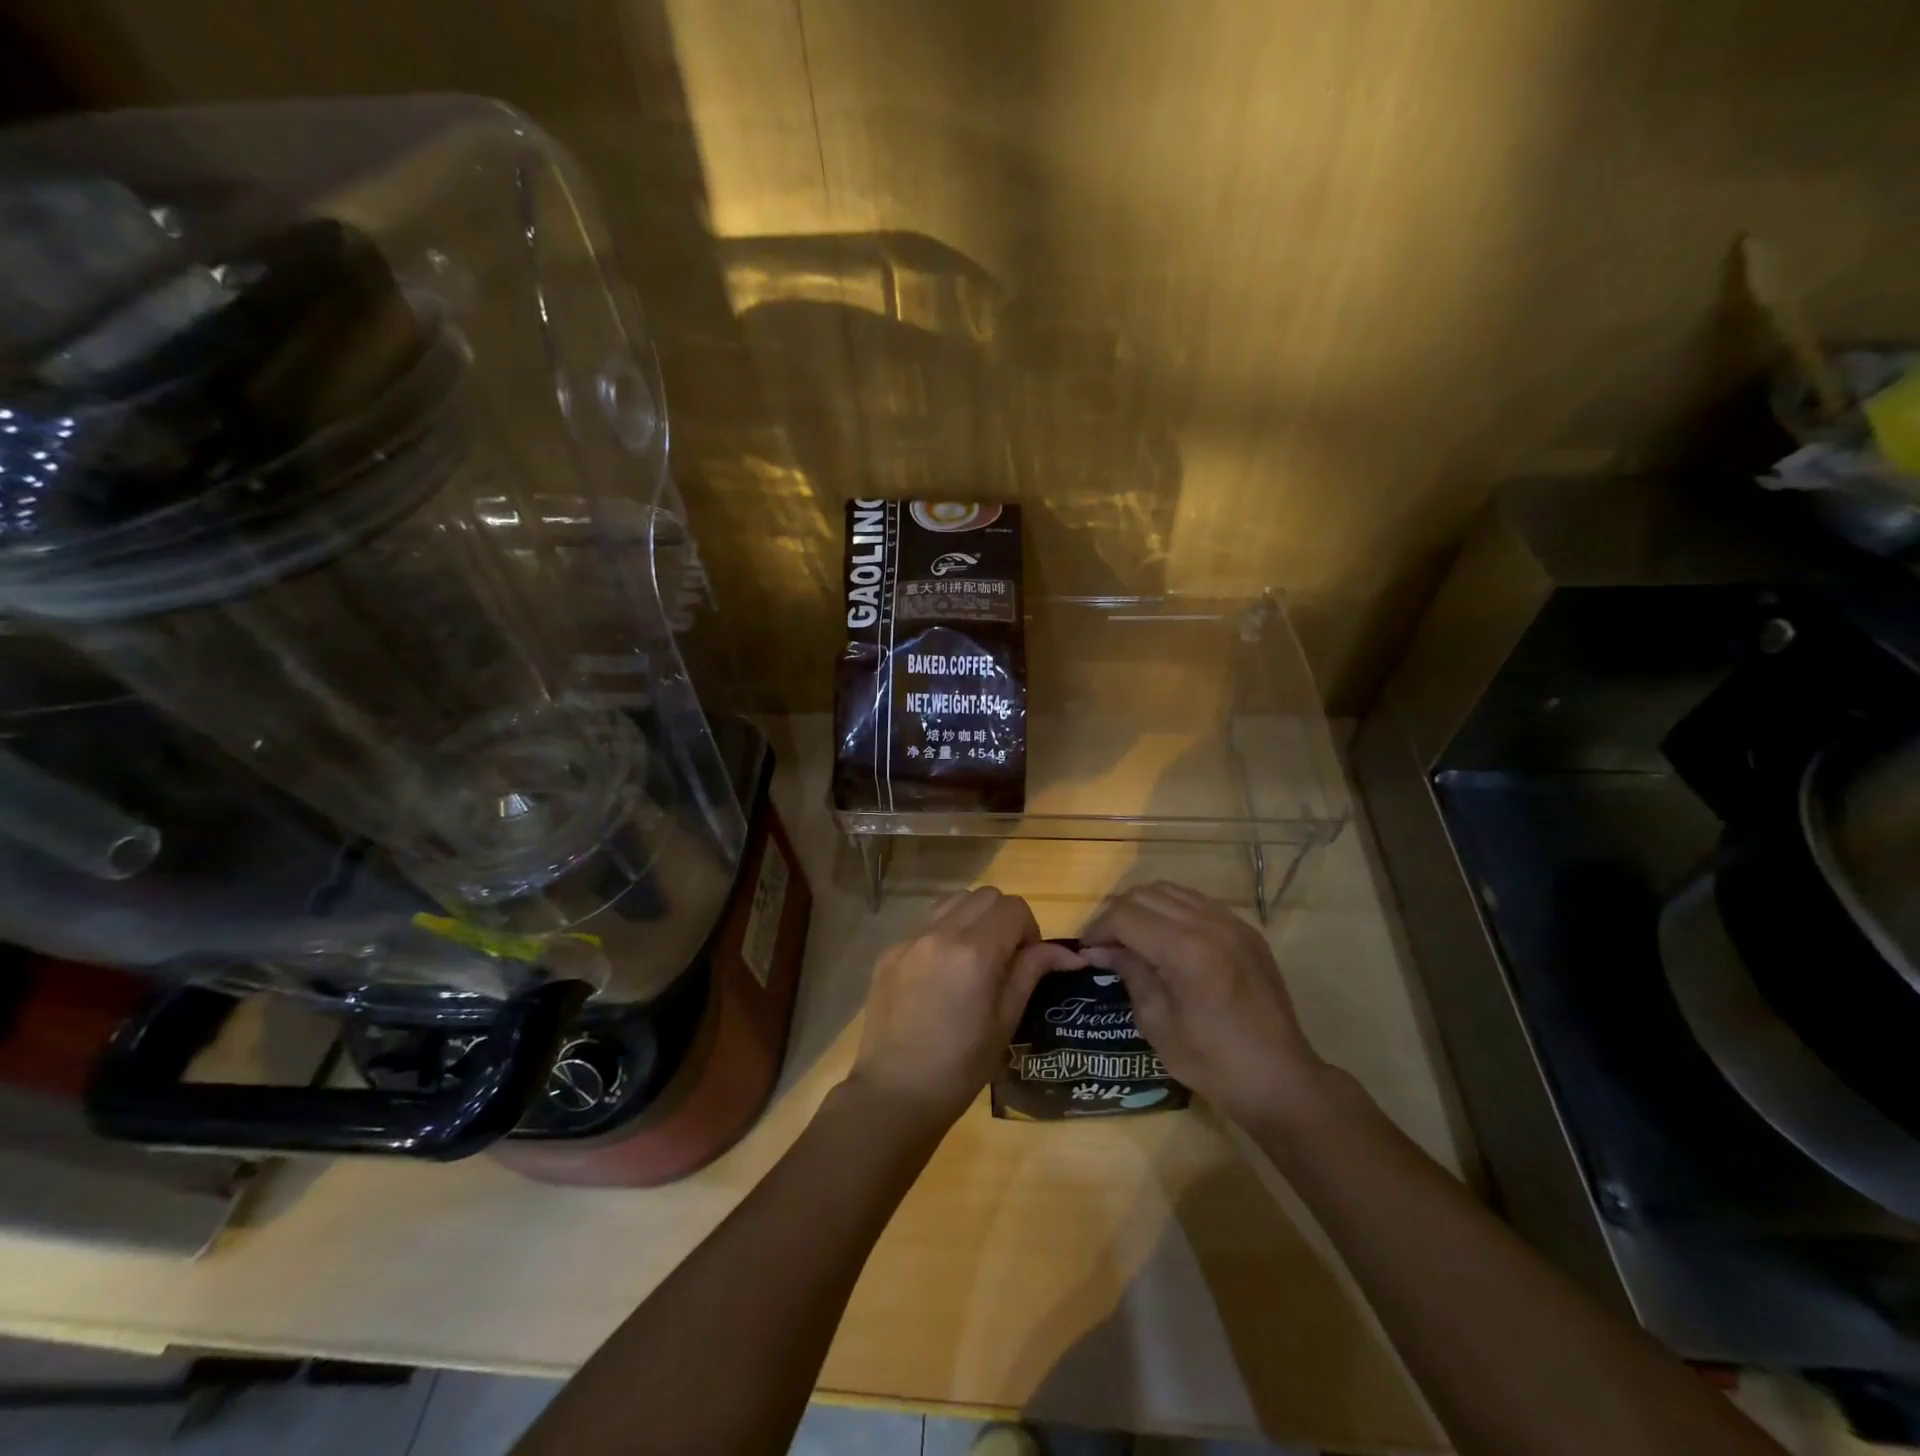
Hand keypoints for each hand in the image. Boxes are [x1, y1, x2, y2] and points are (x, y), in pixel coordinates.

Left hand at [850, 887, 1084, 1131]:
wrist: (895, 1093)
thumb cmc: (961, 1066)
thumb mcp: (1006, 1020)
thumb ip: (1032, 972)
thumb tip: (1067, 953)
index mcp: (975, 951)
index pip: (1014, 908)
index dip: (1030, 930)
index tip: (1027, 962)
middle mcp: (940, 933)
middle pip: (985, 896)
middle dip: (1004, 918)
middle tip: (1005, 958)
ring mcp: (910, 939)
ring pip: (953, 901)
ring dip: (973, 918)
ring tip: (974, 960)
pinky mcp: (889, 952)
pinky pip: (926, 925)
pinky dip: (944, 935)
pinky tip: (941, 976)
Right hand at [1081, 881, 1326, 1126]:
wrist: (1280, 1079)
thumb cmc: (1212, 1062)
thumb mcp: (1157, 1023)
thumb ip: (1130, 973)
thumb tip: (1099, 950)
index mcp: (1184, 950)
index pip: (1125, 916)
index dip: (1099, 930)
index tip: (1087, 952)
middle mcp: (1208, 923)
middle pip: (1145, 895)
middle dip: (1117, 916)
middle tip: (1106, 946)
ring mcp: (1231, 923)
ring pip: (1171, 891)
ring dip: (1144, 909)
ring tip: (1133, 940)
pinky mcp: (1245, 930)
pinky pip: (1197, 903)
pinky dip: (1172, 911)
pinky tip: (1166, 940)